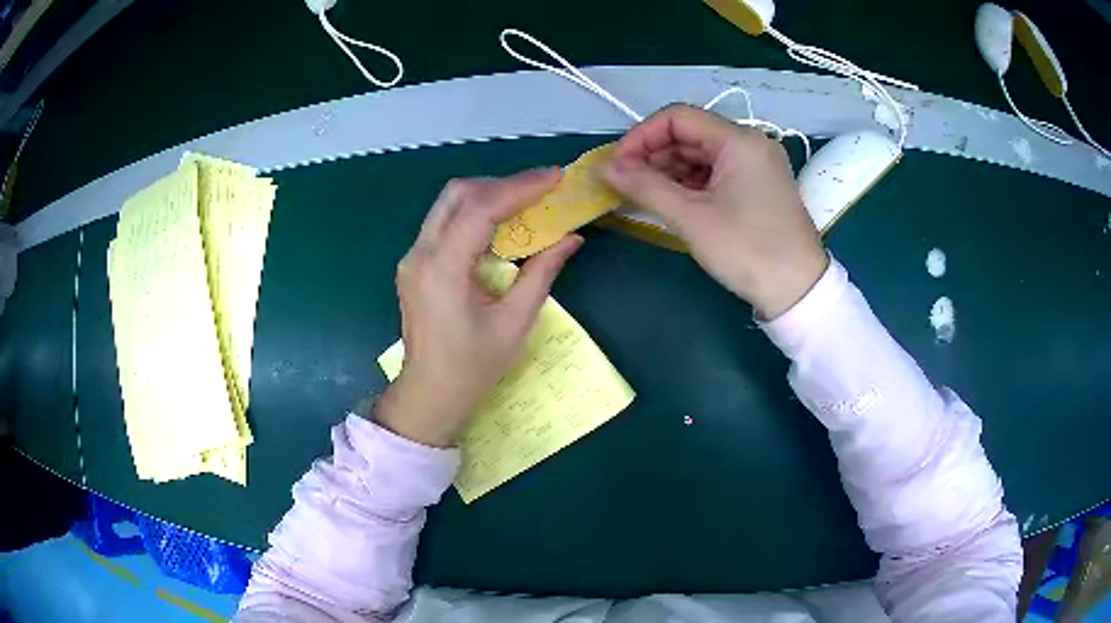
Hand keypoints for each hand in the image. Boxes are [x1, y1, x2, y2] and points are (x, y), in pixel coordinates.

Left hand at [372, 170, 582, 446]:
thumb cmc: (473, 367)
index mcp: (442, 270)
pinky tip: (500, 223)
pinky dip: (474, 213)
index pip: (479, 209)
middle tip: (540, 187)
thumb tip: (571, 238)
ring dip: (487, 195)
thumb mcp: (515, 322)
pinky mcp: (415, 264)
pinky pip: (444, 223)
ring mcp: (412, 258)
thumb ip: (541, 273)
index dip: (519, 188)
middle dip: (502, 184)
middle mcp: (419, 255)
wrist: (430, 394)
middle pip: (457, 194)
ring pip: (448, 204)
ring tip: (526, 200)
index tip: (554, 178)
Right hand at [602, 104, 828, 319]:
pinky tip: (672, 200)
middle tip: (626, 184)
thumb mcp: (692, 218)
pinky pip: (716, 172)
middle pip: (690, 134)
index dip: (641, 136)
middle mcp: (750, 143)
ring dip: (669, 170)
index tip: (617, 165)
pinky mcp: (759, 185)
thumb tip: (604, 168)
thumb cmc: (747, 250)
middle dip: (653, 155)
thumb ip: (645, 187)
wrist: (799, 291)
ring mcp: (757, 164)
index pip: (677, 117)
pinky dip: (691, 183)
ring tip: (644, 195)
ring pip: (702, 154)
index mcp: (738, 140)